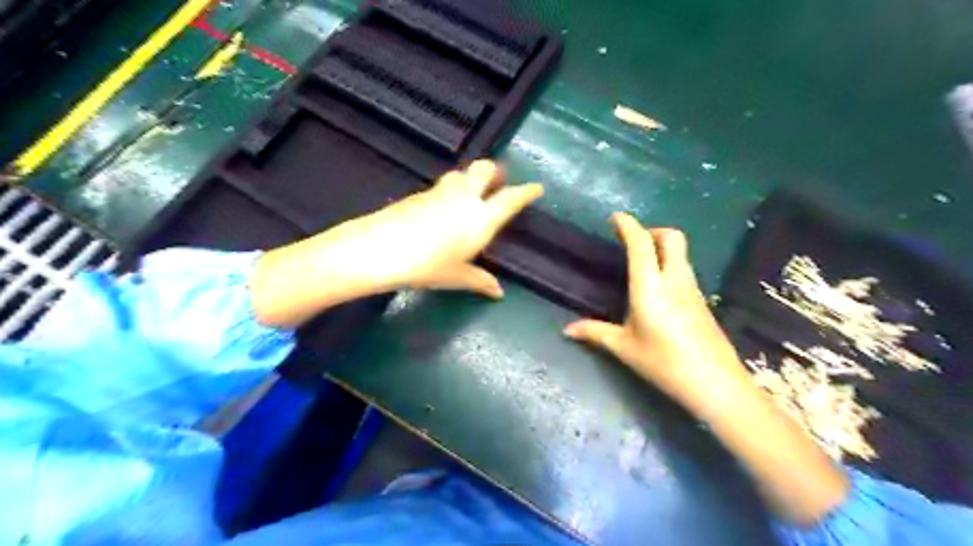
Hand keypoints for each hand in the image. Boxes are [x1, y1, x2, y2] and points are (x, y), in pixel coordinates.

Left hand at [248, 158, 540, 327]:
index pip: (511, 199)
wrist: (380, 249)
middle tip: (498, 181)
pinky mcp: (420, 194)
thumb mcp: (456, 276)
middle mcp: (464, 198)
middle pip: (484, 169)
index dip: (526, 192)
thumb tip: (498, 292)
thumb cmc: (427, 266)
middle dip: (494, 172)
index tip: (537, 188)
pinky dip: (449, 191)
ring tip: (470, 193)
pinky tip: (442, 208)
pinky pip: (442, 186)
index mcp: (481, 218)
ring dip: (470, 178)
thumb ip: (479, 280)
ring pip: (461, 174)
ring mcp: (440, 192)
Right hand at [563, 213, 746, 413]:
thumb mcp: (624, 348)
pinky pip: (685, 270)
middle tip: (633, 242)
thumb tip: (567, 330)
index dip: (628, 225)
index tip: (615, 218)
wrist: (715, 384)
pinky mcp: (703, 301)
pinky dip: (670, 265)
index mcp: (650, 287)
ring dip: (663, 247)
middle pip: (672, 237)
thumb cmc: (664, 363)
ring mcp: (693, 289)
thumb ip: (595, 333)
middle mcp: (675, 280)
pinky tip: (659, 290)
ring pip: (681, 253)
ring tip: (642, 263)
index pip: (641, 244)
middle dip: (652, 230)